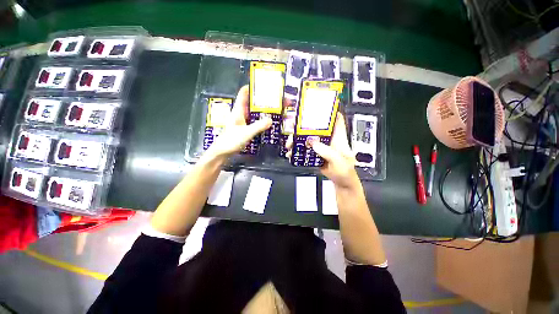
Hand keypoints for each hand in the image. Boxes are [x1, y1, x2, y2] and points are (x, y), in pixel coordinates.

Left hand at [206, 86, 271, 157]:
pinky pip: (255, 121)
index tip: (264, 85)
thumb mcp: (246, 133)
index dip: (252, 87)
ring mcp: (243, 122)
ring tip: (276, 110)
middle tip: (276, 99)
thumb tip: (271, 120)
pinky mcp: (245, 129)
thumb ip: (258, 126)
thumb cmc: (231, 141)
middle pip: (252, 103)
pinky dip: (262, 120)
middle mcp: (241, 114)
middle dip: (263, 100)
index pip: (243, 94)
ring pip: (254, 112)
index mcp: (238, 111)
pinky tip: (270, 122)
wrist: (223, 152)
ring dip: (264, 111)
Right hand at [287, 113, 360, 189]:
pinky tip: (291, 153)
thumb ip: (327, 152)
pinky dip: (297, 150)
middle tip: (292, 129)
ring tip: (289, 145)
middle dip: (303, 126)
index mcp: (338, 137)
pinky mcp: (315, 153)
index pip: (336, 119)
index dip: (328, 111)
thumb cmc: (345, 171)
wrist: (341, 182)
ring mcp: (321, 146)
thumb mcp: (339, 161)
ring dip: (297, 139)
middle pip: (316, 127)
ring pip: (307, 138)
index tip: (316, 107)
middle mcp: (328, 139)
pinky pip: (305, 149)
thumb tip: (312, 142)